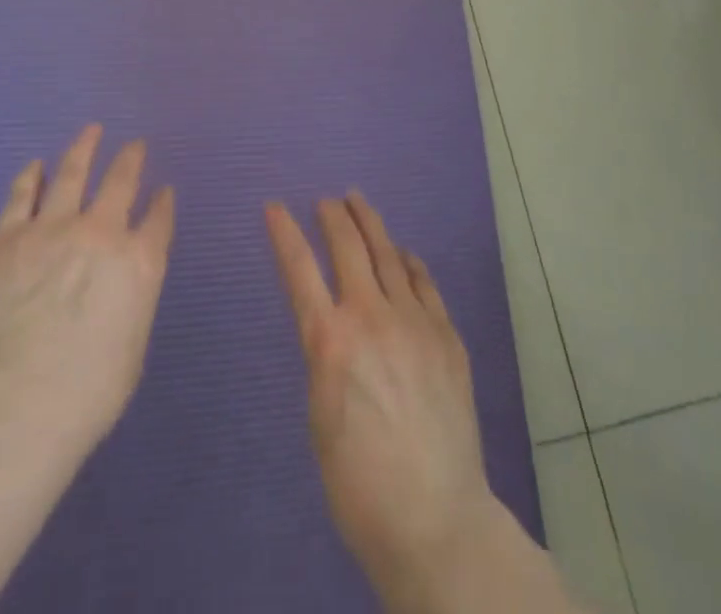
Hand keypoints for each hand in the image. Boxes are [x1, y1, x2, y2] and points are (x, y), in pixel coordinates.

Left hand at [0, 124, 175, 452]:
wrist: (13, 403)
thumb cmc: (84, 394)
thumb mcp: (130, 348)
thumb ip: (131, 303)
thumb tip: (122, 285)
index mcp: (139, 262)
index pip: (158, 220)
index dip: (163, 203)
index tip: (164, 191)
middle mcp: (101, 232)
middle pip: (121, 182)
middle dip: (131, 159)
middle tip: (135, 145)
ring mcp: (52, 228)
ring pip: (74, 173)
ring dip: (84, 149)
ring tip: (91, 131)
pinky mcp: (8, 237)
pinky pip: (23, 195)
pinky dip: (32, 176)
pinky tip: (36, 165)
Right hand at [265, 193, 502, 601]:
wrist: (436, 520)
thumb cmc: (360, 483)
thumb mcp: (321, 416)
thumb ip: (326, 358)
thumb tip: (332, 327)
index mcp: (330, 340)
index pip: (299, 269)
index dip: (284, 233)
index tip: (274, 207)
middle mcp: (371, 317)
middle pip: (348, 247)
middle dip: (332, 216)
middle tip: (325, 201)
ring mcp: (414, 322)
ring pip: (388, 254)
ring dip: (370, 224)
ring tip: (359, 202)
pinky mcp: (447, 336)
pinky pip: (424, 283)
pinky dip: (409, 262)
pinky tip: (404, 253)